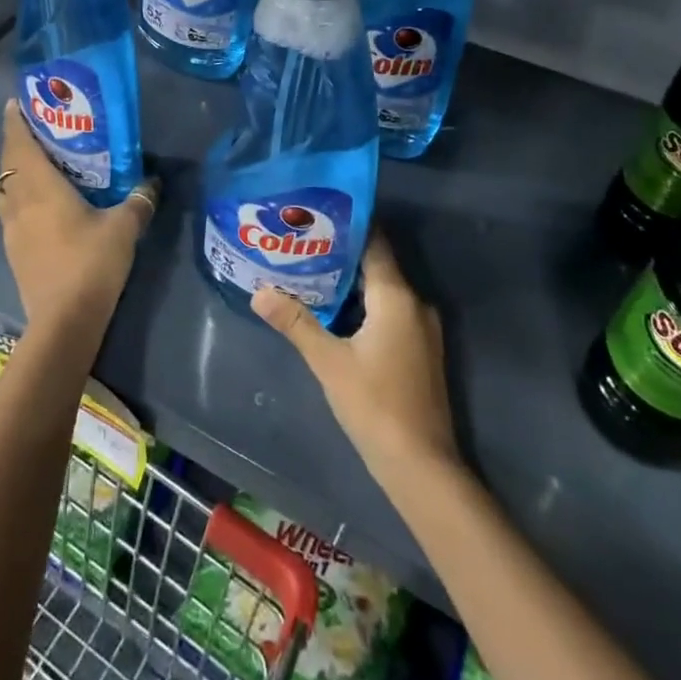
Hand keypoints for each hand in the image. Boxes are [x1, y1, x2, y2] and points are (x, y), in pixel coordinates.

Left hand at [0, 99, 157, 337]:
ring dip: (15, 171)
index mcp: (40, 188)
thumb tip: (152, 182)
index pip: (19, 144)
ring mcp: (11, 229)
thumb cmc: (91, 264)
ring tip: (37, 162)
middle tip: (36, 128)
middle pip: (8, 164)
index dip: (15, 121)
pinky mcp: (14, 251)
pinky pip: (10, 210)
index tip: (17, 102)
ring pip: (6, 188)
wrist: (64, 322)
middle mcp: (19, 203)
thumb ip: (138, 201)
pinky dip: (19, 196)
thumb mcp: (124, 228)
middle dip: (17, 142)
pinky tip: (40, 203)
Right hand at [252, 231, 459, 480]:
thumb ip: (295, 323)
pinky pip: (389, 311)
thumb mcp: (329, 362)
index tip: (316, 214)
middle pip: (376, 265)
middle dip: (340, 254)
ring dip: (350, 282)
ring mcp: (421, 328)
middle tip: (302, 243)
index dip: (347, 226)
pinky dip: (363, 305)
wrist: (422, 465)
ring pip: (382, 290)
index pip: (374, 243)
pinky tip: (334, 311)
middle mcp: (415, 303)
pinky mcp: (419, 349)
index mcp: (397, 297)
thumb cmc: (375, 405)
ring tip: (310, 272)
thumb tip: (259, 292)